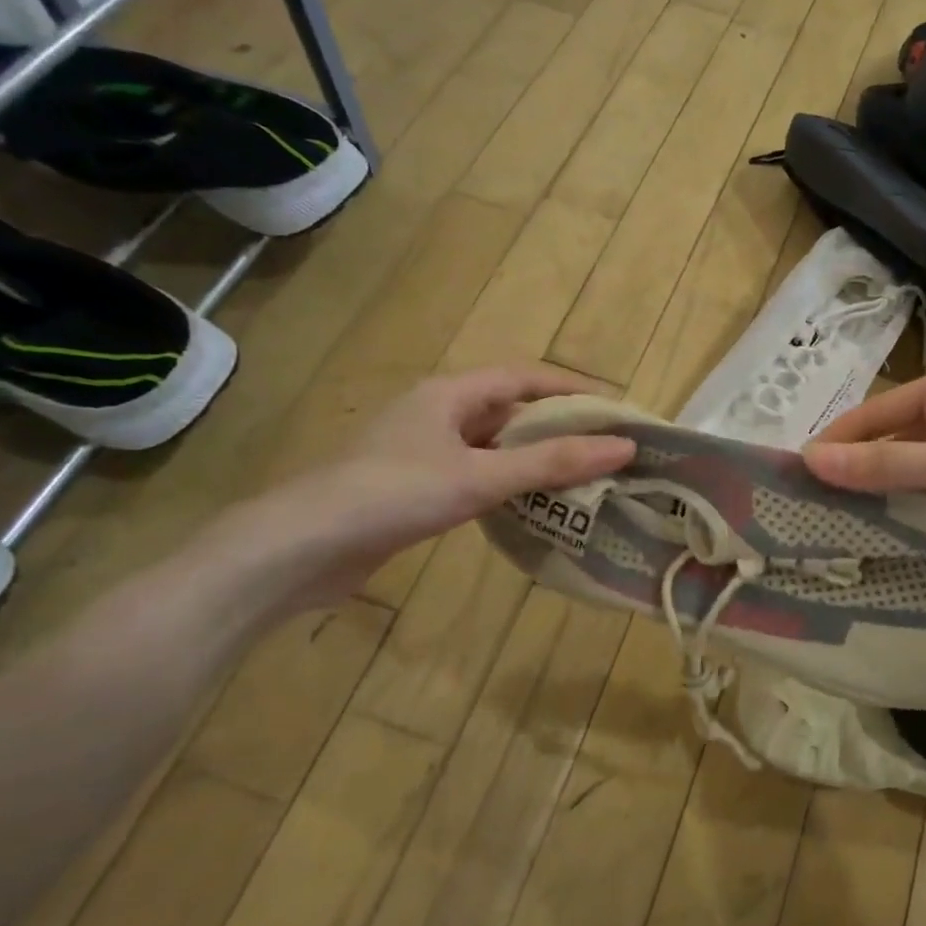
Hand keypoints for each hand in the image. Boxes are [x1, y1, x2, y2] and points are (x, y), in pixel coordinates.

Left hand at [240, 365, 634, 606]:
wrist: (301, 547)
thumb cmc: (395, 494)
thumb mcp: (481, 476)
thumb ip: (552, 463)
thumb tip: (624, 447)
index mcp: (449, 394)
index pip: (522, 378)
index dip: (570, 389)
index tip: (613, 409)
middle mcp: (435, 414)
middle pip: (509, 412)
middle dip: (556, 427)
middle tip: (603, 449)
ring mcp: (420, 452)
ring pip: (491, 447)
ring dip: (532, 459)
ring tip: (579, 479)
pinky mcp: (411, 488)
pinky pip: (473, 475)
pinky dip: (505, 485)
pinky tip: (529, 507)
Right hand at [802, 362, 925, 568]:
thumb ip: (887, 464)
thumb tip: (810, 461)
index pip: (875, 412)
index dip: (835, 442)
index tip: (796, 478)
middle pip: (891, 439)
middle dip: (857, 471)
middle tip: (815, 509)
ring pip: (912, 468)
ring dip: (884, 493)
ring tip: (842, 526)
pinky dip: (913, 506)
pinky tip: (891, 532)